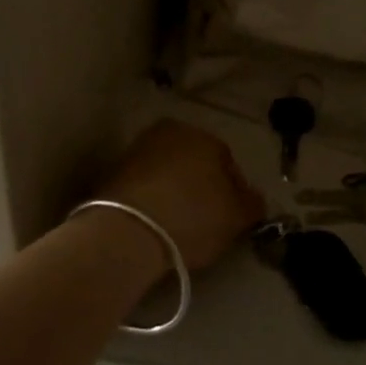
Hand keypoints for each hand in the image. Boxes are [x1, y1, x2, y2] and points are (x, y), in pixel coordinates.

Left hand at [95, 120, 263, 271]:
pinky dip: (151, 200)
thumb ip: (252, 203)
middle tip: (205, 220)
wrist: (127, 232)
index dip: (233, 191)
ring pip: (167, 172)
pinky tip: (154, 225)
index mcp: (203, 135)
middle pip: (194, 162)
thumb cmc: (192, 217)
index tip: (231, 217)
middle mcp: (169, 132)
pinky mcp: (112, 172)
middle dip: (201, 186)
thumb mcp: (237, 216)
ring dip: (174, 192)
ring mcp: (137, 150)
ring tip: (177, 225)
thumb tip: (253, 198)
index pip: (227, 161)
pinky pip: (143, 186)